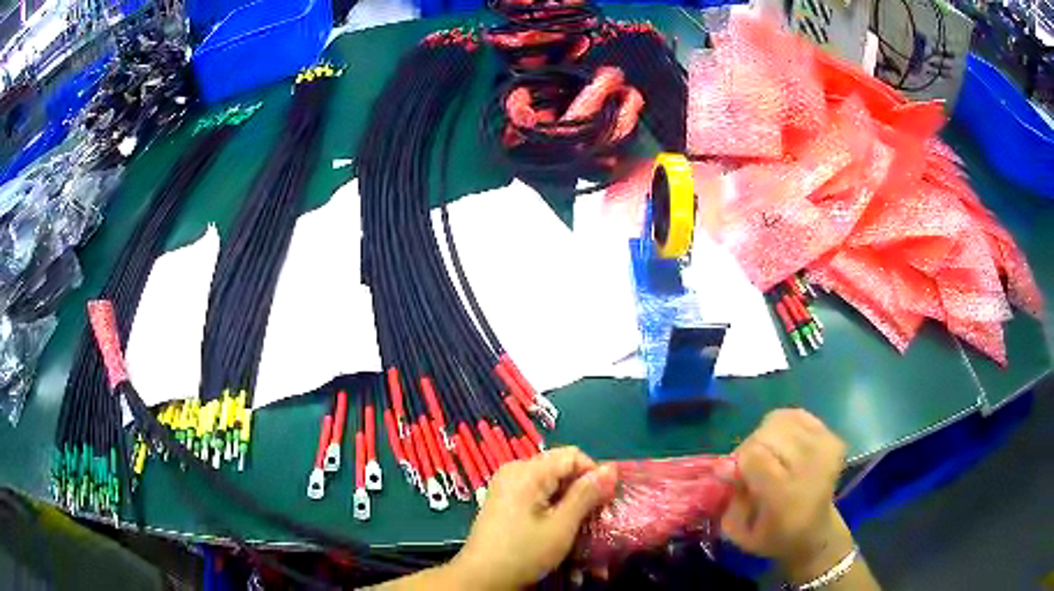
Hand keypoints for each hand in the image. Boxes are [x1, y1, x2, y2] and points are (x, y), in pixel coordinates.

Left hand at [448, 447, 617, 589]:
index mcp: (527, 471)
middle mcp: (515, 471)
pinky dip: (553, 508)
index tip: (604, 503)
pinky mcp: (505, 501)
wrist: (481, 577)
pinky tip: (559, 530)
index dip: (594, 475)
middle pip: (561, 468)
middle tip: (594, 519)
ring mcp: (508, 486)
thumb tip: (611, 468)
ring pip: (552, 484)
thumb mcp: (562, 525)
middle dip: (582, 491)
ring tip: (579, 528)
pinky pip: (538, 494)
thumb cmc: (523, 552)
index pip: (573, 456)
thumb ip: (586, 495)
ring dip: (570, 503)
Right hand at [720, 409, 851, 581]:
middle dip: (749, 448)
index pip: (755, 456)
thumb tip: (724, 468)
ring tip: (767, 456)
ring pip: (779, 421)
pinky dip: (783, 426)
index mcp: (787, 497)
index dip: (737, 462)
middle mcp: (811, 467)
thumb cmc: (773, 536)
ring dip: (765, 436)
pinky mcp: (832, 437)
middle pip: (766, 434)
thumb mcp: (741, 534)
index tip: (730, 476)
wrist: (815, 531)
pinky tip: (783, 445)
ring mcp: (825, 448)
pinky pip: (796, 415)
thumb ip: (730, 501)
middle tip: (748, 468)